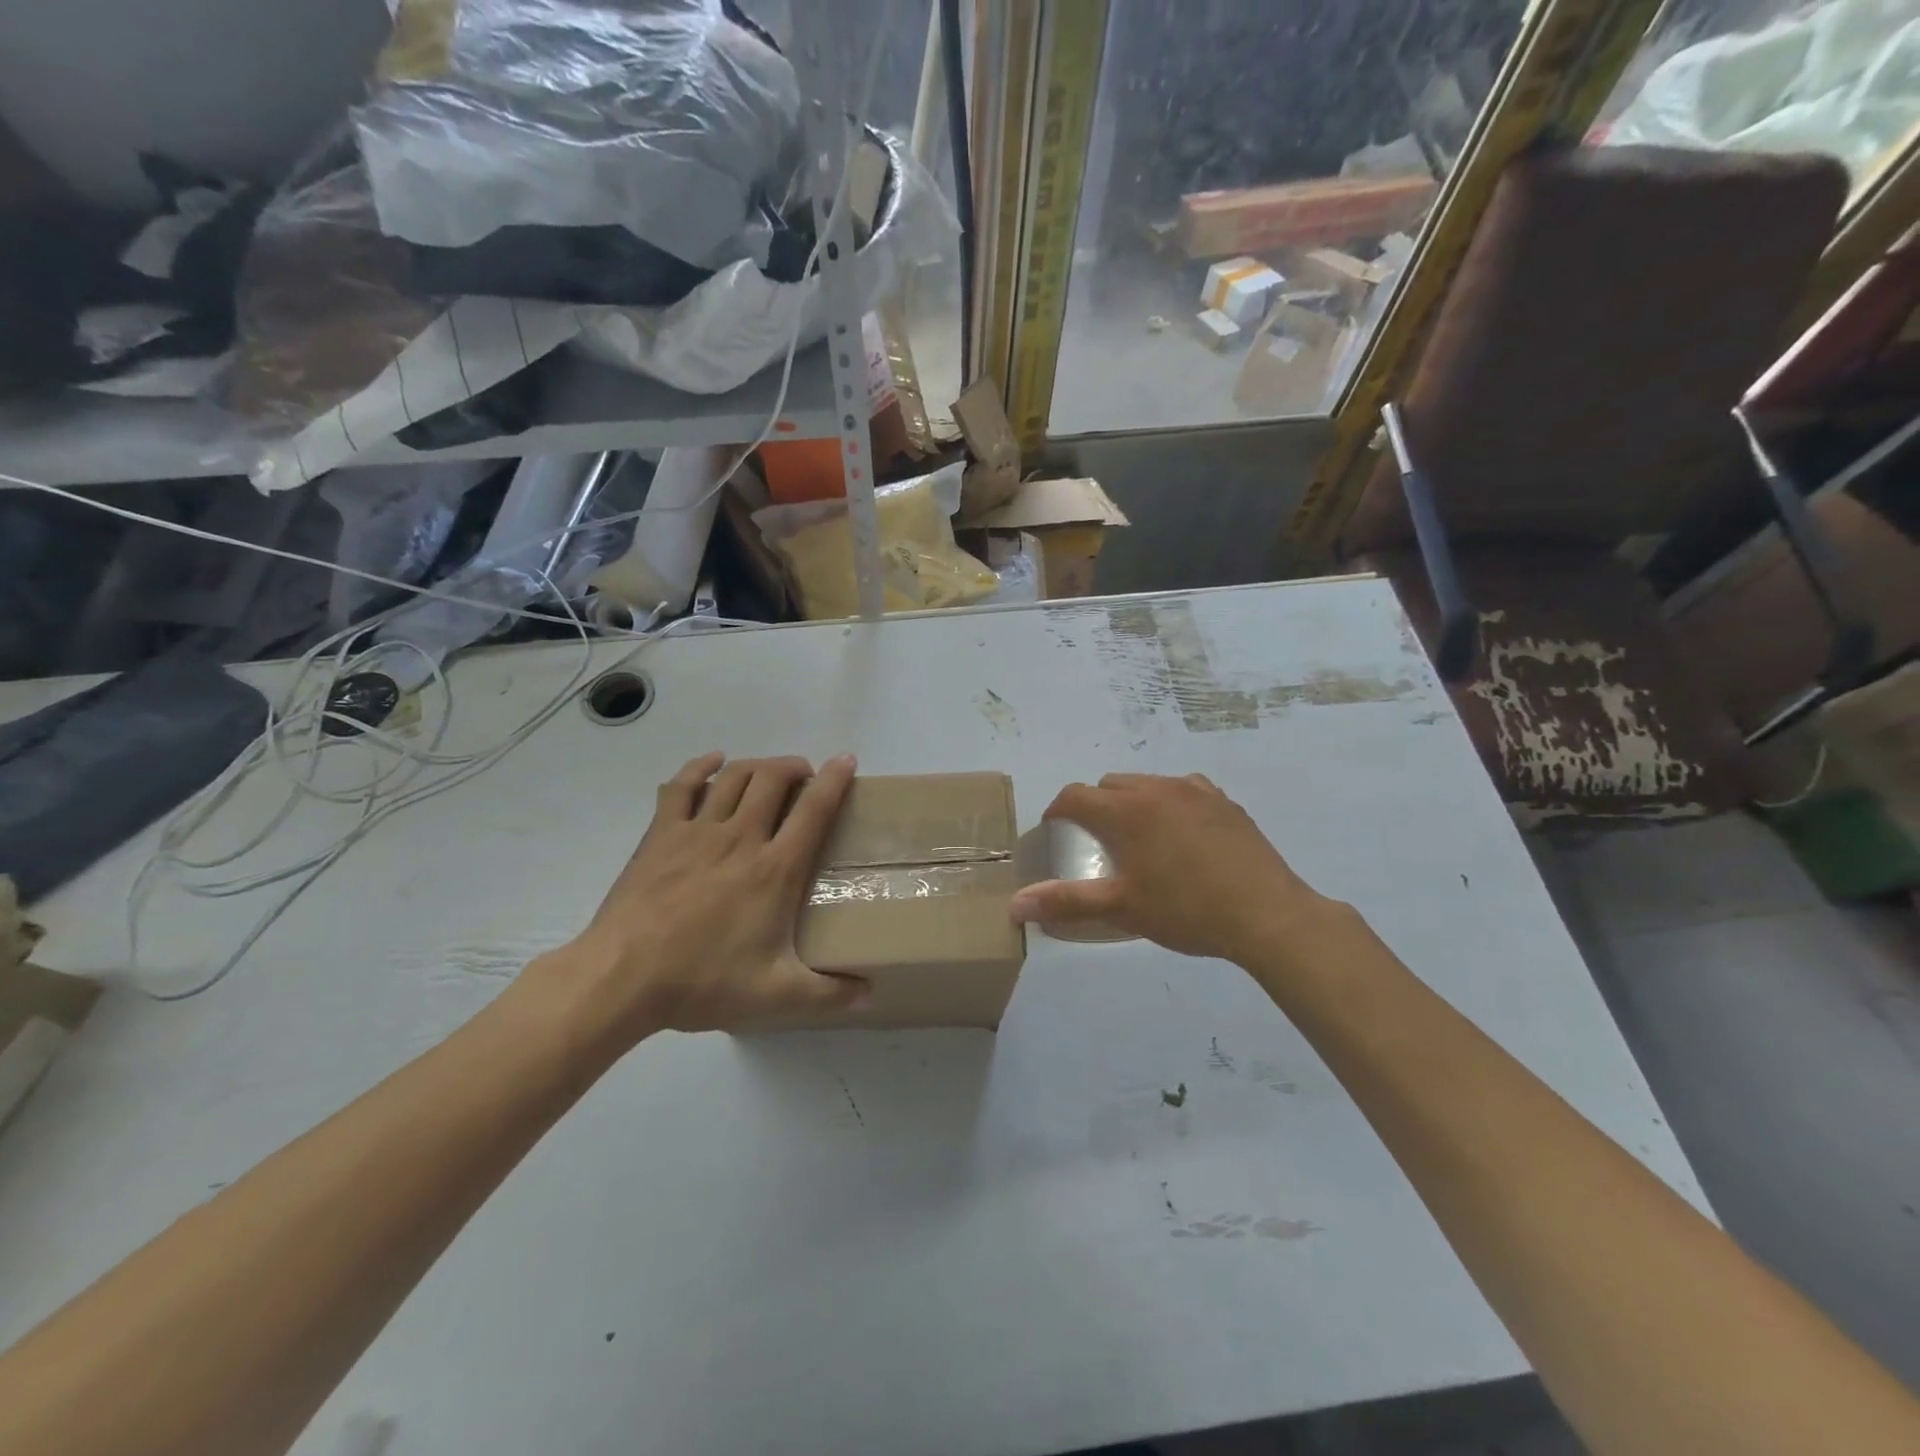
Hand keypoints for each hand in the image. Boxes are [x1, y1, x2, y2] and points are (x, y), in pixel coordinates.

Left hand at [530, 752, 867, 1046]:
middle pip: (773, 778)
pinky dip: (700, 767)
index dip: (835, 780)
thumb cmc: (703, 981)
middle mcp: (741, 837)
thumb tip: (869, 994)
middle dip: (795, 767)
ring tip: (770, 772)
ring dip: (758, 765)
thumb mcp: (776, 996)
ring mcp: (697, 830)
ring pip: (734, 776)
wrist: (622, 977)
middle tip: (806, 776)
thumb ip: (828, 994)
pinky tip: (712, 762)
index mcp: (775, 869)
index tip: (846, 761)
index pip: (814, 809)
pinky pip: (682, 786)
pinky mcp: (661, 834)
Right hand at [1009, 773, 1337, 968]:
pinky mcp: (1225, 802)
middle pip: (1110, 785)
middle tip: (1096, 843)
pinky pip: (1184, 790)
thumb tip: (1014, 905)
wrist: (1267, 915)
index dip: (1056, 811)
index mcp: (1127, 810)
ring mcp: (1196, 791)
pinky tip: (1182, 836)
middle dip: (1094, 806)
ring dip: (1132, 803)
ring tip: (1139, 839)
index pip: (1075, 796)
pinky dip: (1170, 804)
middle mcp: (1157, 788)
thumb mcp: (1121, 908)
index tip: (1054, 833)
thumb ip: (1066, 901)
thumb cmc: (1186, 911)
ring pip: (1147, 784)